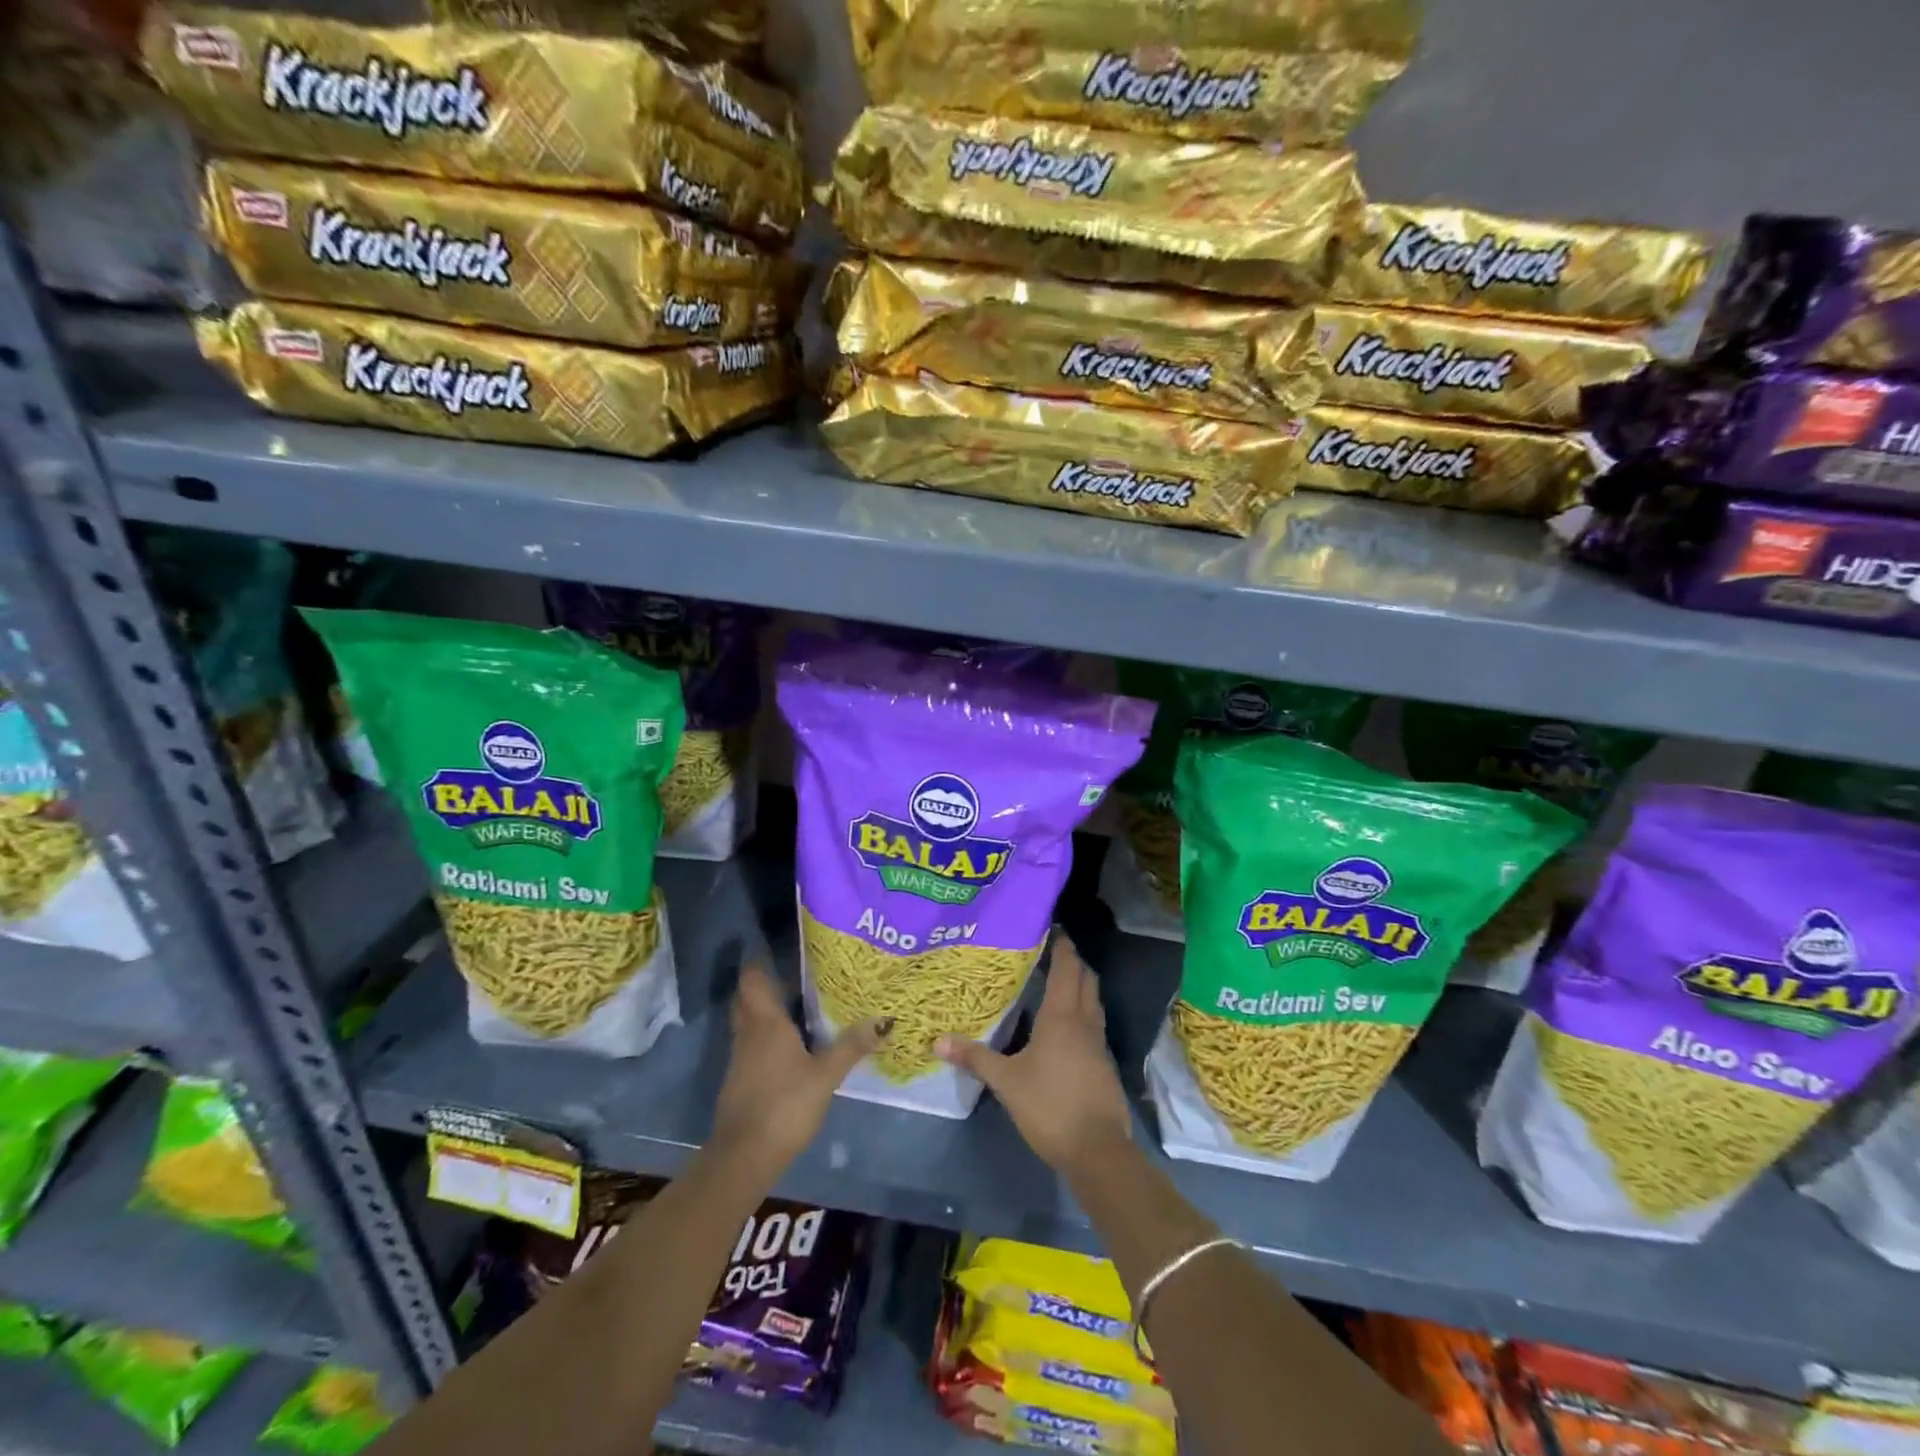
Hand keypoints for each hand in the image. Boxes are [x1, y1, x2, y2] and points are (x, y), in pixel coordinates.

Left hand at [710, 958, 889, 1183]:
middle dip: (766, 983)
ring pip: (749, 1020)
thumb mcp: (826, 1076)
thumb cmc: (784, 1105)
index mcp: (765, 1022)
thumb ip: (852, 1046)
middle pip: (748, 997)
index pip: (753, 978)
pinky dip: (767, 1035)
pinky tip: (791, 1043)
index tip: (780, 947)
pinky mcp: (740, 1079)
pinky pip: (752, 1043)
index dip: (760, 960)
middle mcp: (748, 1033)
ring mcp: (741, 1057)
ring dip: (766, 1009)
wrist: (744, 1157)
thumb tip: (884, 1019)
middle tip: (796, 973)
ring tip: (800, 1003)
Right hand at [937, 933, 1134, 1175]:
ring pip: (1093, 1001)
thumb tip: (938, 1041)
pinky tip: (1062, 1025)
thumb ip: (975, 1058)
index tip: (1052, 927)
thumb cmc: (1050, 1106)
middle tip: (1050, 951)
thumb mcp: (1006, 1082)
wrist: (1098, 1150)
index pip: (1067, 967)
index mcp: (1063, 1016)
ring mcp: (1098, 1043)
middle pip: (1086, 978)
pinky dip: (1081, 1012)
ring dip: (1080, 986)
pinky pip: (1093, 1024)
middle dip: (1072, 961)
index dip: (1062, 945)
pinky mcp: (1103, 1064)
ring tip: (1054, 981)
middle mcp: (1085, 1021)